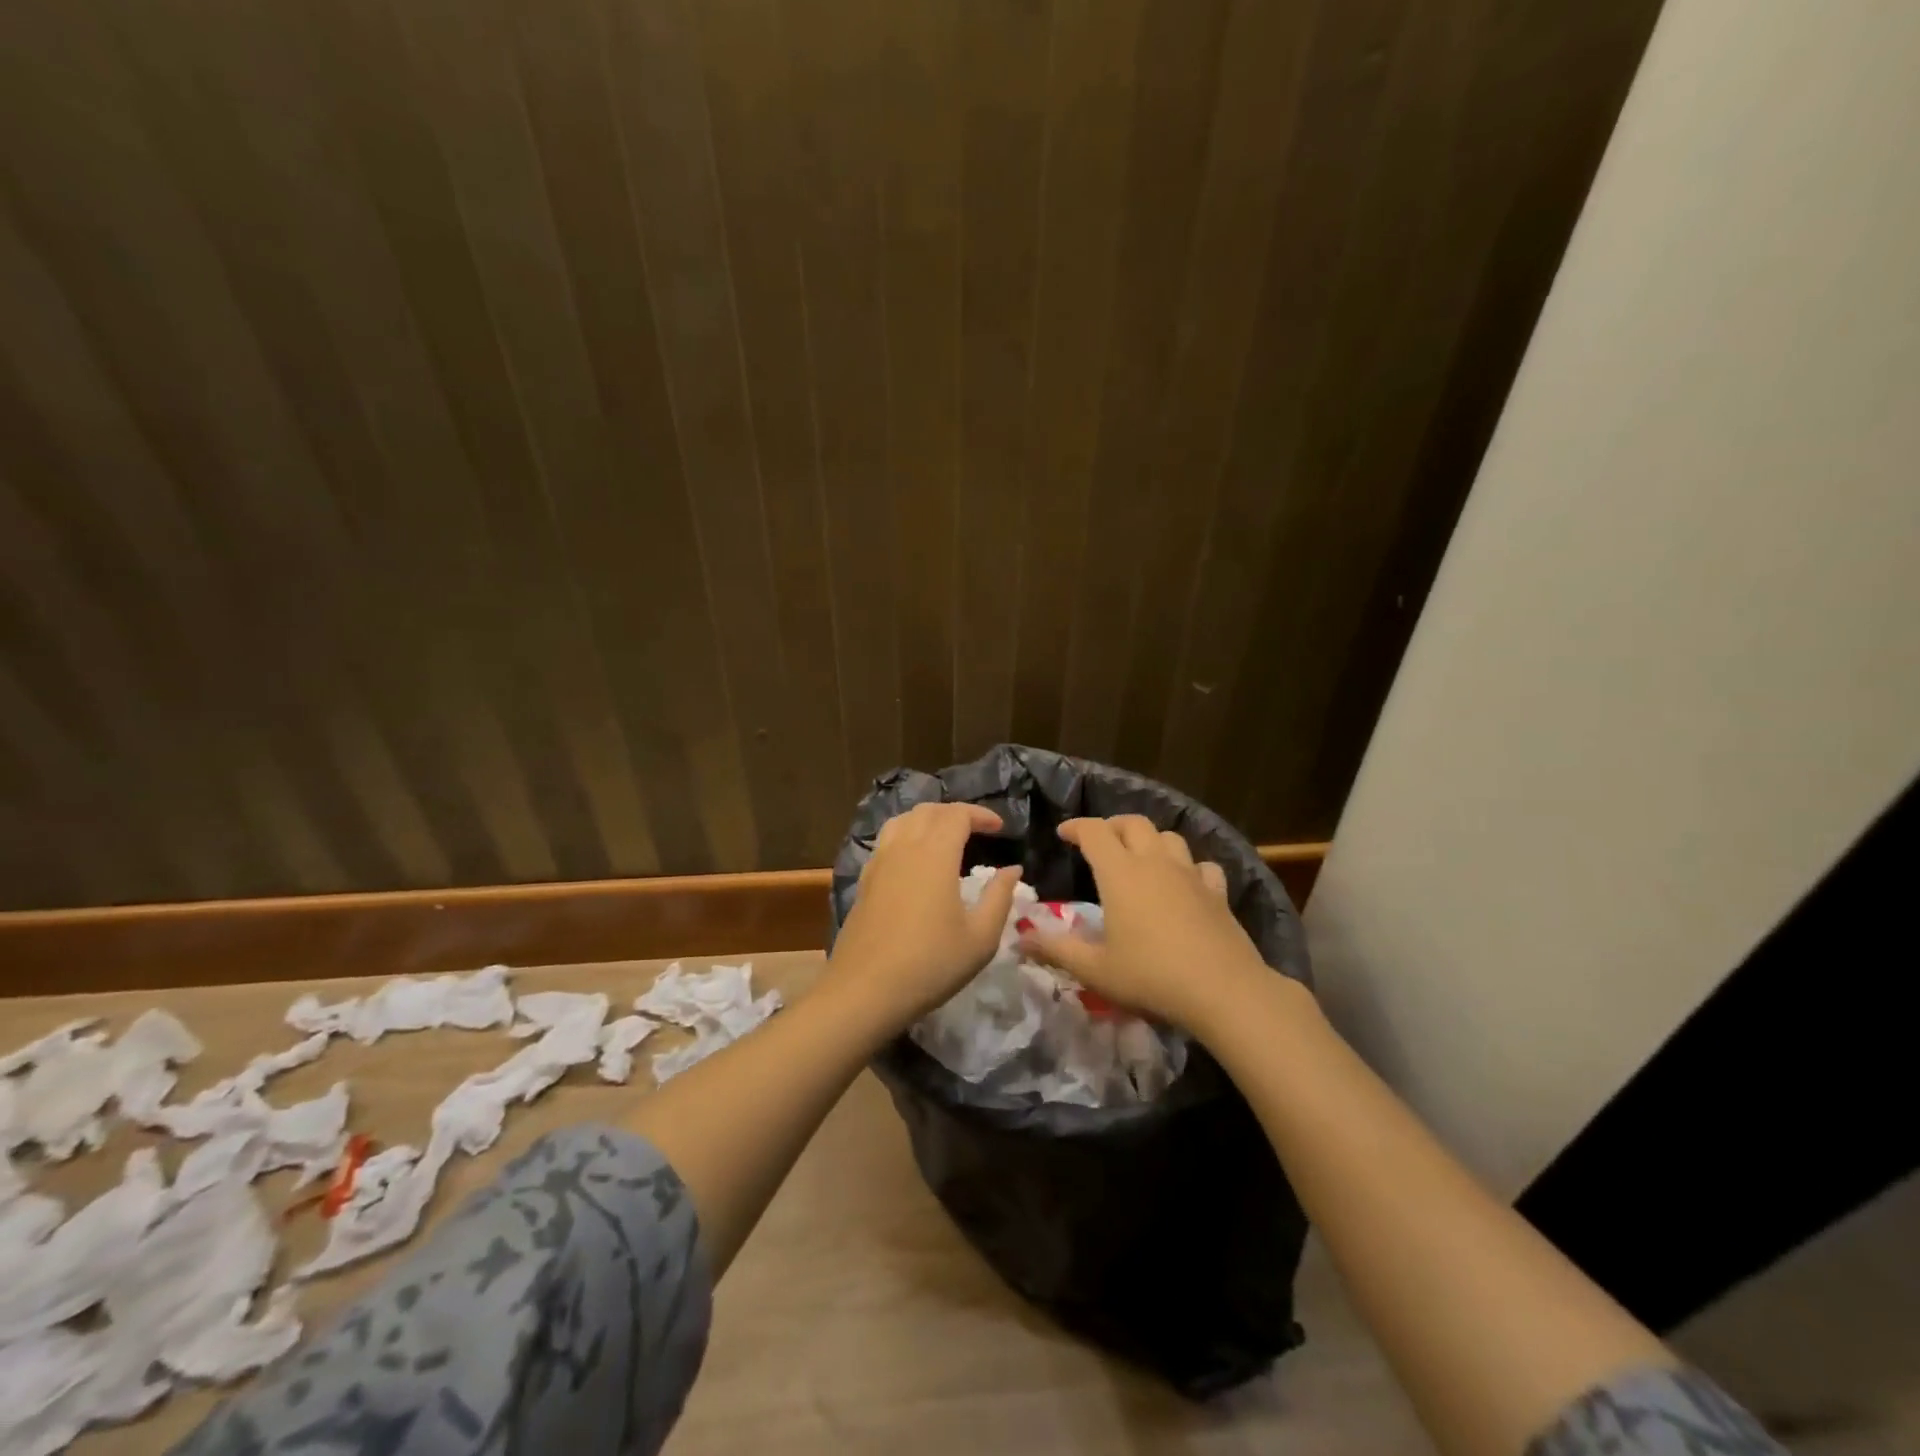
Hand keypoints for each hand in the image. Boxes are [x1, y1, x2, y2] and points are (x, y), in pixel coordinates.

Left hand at [826, 802, 1022, 1029]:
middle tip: (977, 830)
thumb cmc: (930, 964)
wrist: (865, 990)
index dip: (980, 815)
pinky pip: (886, 841)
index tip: (1000, 828)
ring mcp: (879, 863)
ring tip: (945, 837)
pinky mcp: (864, 880)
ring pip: (902, 821)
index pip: (957, 815)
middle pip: (928, 811)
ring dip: (927, 819)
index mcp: (934, 854)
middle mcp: (904, 848)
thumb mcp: (980, 938)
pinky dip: (906, 835)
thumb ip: (999, 897)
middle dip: (955, 813)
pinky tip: (914, 861)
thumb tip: (1012, 869)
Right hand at [1017, 815, 1273, 1031]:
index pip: (1095, 831)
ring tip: (1140, 858)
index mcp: (1120, 873)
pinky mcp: (1217, 893)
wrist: (1223, 991)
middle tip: (1100, 843)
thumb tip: (1021, 938)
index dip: (1076, 827)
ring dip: (1150, 840)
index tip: (1063, 834)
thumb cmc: (1151, 976)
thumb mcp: (1095, 969)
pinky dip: (1189, 868)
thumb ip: (1056, 949)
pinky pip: (1202, 866)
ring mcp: (1190, 875)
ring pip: (1169, 837)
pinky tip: (1185, 884)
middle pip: (1134, 823)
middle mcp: (1155, 863)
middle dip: (1113, 826)